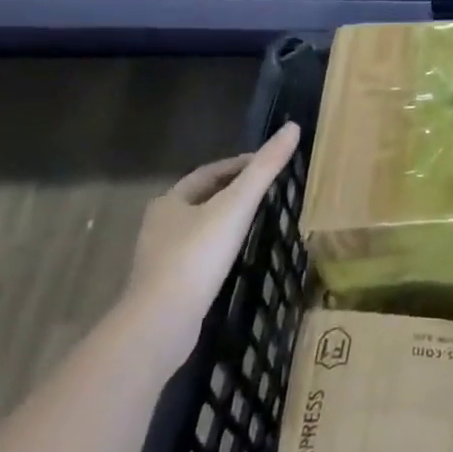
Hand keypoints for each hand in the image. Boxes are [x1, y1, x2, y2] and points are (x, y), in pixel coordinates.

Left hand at [128, 122, 301, 362]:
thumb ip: (264, 168)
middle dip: (231, 191)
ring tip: (257, 221)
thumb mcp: (236, 206)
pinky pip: (198, 256)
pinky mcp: (167, 286)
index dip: (239, 164)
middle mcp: (159, 226)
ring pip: (198, 228)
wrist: (161, 324)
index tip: (268, 165)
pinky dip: (218, 249)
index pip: (209, 172)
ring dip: (225, 221)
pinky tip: (236, 258)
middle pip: (201, 199)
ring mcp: (160, 258)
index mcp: (170, 201)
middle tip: (268, 190)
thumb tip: (293, 127)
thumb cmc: (197, 256)